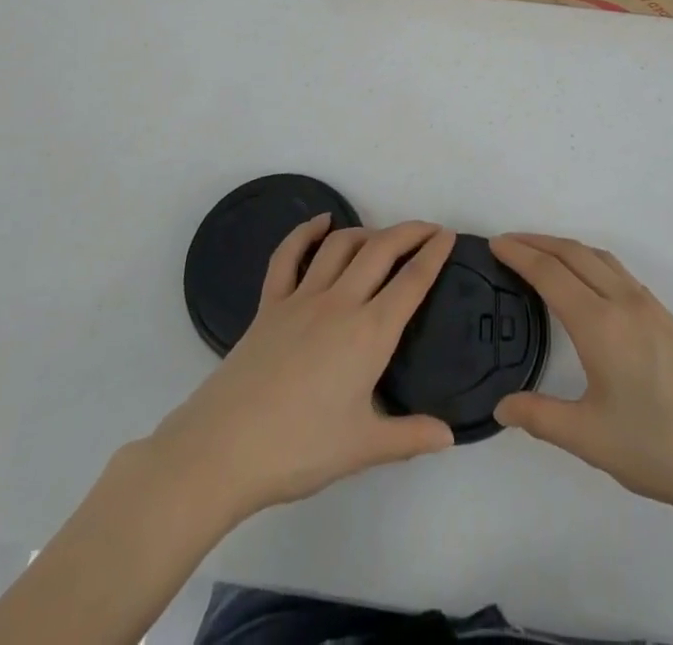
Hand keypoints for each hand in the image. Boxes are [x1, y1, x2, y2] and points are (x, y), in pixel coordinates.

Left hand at [149, 216, 457, 524]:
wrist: (223, 450)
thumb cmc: (299, 449)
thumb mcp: (362, 449)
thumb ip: (410, 437)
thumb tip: (449, 435)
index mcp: (370, 333)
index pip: (412, 281)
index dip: (434, 254)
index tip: (449, 236)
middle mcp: (340, 303)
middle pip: (381, 250)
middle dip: (409, 232)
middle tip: (428, 230)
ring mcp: (301, 298)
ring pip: (340, 246)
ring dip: (366, 232)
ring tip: (383, 237)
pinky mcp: (270, 304)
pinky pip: (288, 256)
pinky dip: (304, 232)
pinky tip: (319, 222)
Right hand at [491, 233, 672, 524]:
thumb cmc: (659, 449)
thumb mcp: (590, 439)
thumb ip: (541, 417)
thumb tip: (502, 406)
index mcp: (600, 324)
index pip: (550, 273)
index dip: (520, 254)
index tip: (495, 243)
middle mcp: (624, 302)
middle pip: (575, 254)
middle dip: (539, 242)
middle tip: (509, 242)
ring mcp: (651, 306)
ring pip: (601, 259)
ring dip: (567, 248)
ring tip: (542, 255)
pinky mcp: (668, 318)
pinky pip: (619, 272)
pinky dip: (591, 262)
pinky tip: (588, 284)